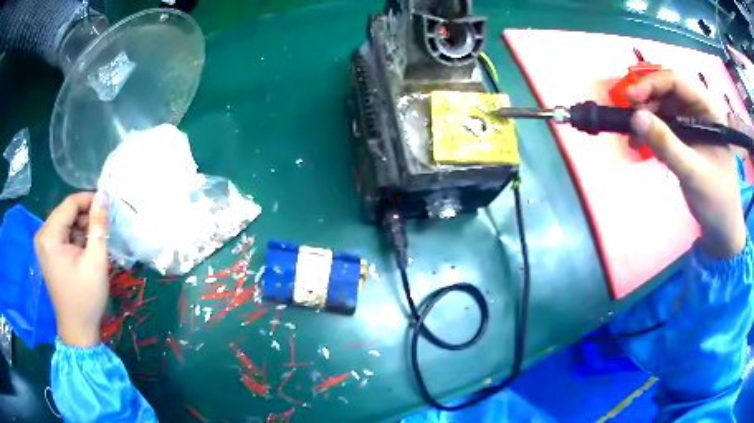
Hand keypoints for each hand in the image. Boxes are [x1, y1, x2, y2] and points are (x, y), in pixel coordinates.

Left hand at [34, 192, 108, 347]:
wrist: (78, 331)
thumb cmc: (86, 297)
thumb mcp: (96, 260)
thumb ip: (98, 225)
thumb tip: (103, 194)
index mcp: (49, 236)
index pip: (70, 203)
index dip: (89, 201)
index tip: (107, 208)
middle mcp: (42, 235)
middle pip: (65, 212)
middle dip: (84, 217)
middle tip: (101, 230)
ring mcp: (42, 245)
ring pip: (64, 223)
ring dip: (80, 228)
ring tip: (94, 244)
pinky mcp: (46, 254)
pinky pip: (61, 235)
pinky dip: (73, 238)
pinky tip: (83, 251)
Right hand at [627, 70, 746, 257]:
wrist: (722, 228)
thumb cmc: (716, 200)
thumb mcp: (693, 173)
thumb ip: (666, 145)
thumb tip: (635, 117)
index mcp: (709, 109)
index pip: (677, 82)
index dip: (652, 84)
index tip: (629, 99)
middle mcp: (700, 110)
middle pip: (668, 91)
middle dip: (647, 102)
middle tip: (630, 120)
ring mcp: (693, 123)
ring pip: (664, 107)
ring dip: (647, 118)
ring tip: (633, 137)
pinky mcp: (686, 138)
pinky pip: (665, 125)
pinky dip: (651, 132)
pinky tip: (642, 144)